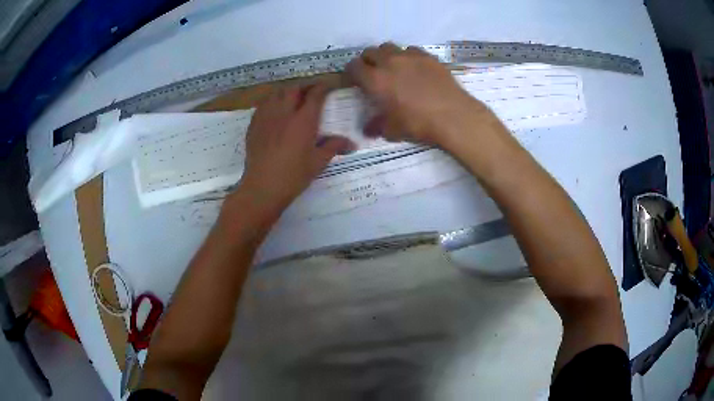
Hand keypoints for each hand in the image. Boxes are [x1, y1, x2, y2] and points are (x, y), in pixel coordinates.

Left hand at [235, 84, 354, 215]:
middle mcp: (285, 113)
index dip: (323, 87)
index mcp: (304, 121)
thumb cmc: (294, 176)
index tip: (328, 86)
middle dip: (304, 87)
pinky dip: (271, 102)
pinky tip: (274, 111)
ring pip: (276, 93)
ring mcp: (266, 117)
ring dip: (286, 92)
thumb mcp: (318, 162)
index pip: (315, 95)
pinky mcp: (254, 125)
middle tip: (310, 92)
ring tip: (291, 98)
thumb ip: (334, 147)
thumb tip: (352, 143)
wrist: (263, 187)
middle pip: (294, 89)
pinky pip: (262, 105)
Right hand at [346, 42, 489, 149]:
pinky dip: (407, 56)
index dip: (351, 73)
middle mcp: (389, 62)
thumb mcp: (393, 130)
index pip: (353, 67)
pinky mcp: (428, 56)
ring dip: (386, 55)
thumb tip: (368, 130)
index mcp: (375, 80)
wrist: (453, 116)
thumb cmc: (419, 124)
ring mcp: (410, 56)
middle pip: (370, 52)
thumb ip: (377, 126)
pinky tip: (414, 69)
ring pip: (389, 47)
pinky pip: (411, 49)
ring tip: (393, 68)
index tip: (355, 81)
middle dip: (367, 61)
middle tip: (373, 74)